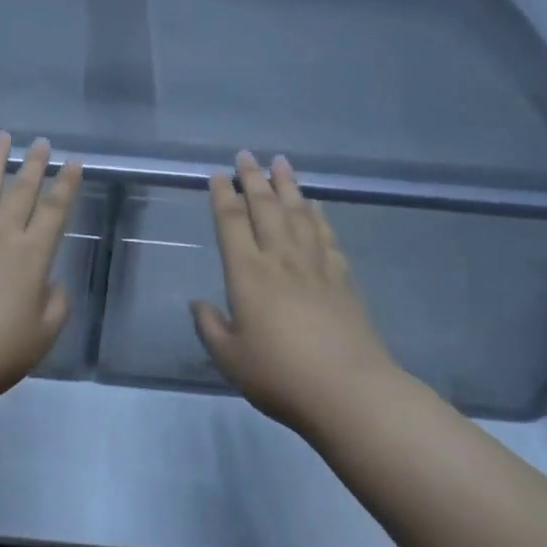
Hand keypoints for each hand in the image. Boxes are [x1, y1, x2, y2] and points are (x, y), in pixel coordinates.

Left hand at [0, 133, 83, 406]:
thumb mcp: (42, 336)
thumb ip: (55, 305)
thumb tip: (51, 282)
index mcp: (32, 256)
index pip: (55, 211)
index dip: (66, 185)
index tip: (73, 161)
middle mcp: (1, 236)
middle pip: (22, 192)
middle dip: (34, 164)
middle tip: (42, 141)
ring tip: (3, 137)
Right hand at [192, 152, 396, 433]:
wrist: (348, 391)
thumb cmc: (279, 375)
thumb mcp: (229, 358)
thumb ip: (210, 327)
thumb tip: (198, 303)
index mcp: (247, 273)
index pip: (230, 223)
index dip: (223, 195)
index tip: (219, 174)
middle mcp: (280, 259)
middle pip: (265, 207)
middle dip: (254, 178)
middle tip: (246, 154)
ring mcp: (315, 266)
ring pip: (298, 214)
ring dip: (288, 186)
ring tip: (281, 163)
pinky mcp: (342, 279)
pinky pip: (327, 237)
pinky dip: (319, 217)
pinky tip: (316, 206)